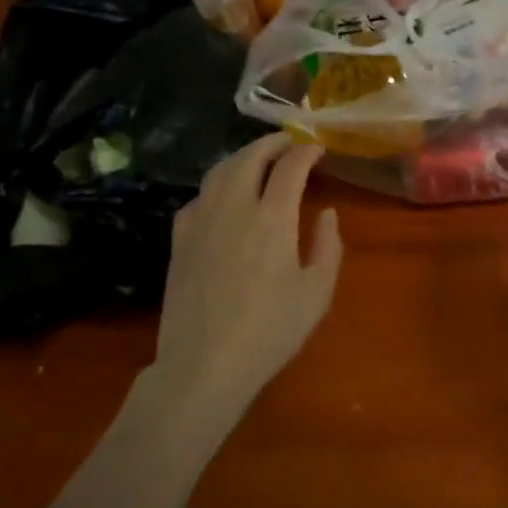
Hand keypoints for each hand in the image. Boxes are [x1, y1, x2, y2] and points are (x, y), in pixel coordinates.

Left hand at [155, 134, 342, 412]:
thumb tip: (327, 213)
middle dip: (273, 142)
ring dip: (243, 156)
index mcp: (273, 218)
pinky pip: (198, 197)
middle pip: (251, 156)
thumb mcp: (317, 294)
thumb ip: (328, 247)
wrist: (203, 365)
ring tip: (259, 159)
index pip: (291, 166)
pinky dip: (216, 186)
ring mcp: (202, 221)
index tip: (318, 148)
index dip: (306, 150)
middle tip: (290, 142)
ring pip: (220, 170)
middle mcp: (235, 207)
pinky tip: (223, 197)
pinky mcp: (179, 239)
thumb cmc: (269, 332)